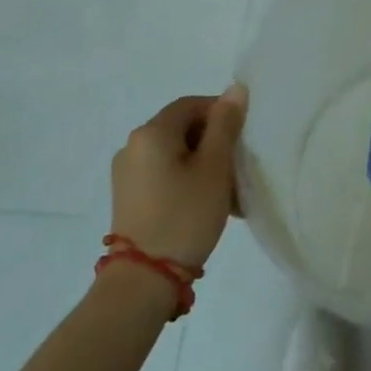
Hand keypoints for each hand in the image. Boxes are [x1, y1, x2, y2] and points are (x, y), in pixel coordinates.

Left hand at [109, 84, 247, 270]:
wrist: (142, 282)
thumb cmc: (184, 215)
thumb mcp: (214, 167)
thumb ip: (225, 124)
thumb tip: (235, 89)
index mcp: (151, 132)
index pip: (192, 104)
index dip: (221, 113)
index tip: (243, 137)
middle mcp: (132, 146)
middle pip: (182, 129)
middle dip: (214, 142)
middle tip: (238, 167)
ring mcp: (127, 175)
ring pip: (175, 155)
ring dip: (203, 165)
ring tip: (228, 193)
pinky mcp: (128, 199)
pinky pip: (163, 175)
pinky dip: (186, 181)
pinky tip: (206, 205)